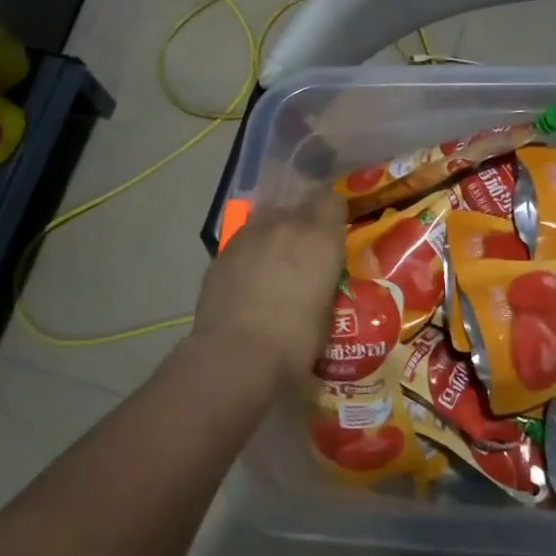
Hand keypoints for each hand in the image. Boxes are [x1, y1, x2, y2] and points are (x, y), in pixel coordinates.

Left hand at [192, 191, 345, 383]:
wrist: (236, 355)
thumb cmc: (295, 341)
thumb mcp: (327, 311)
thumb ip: (324, 282)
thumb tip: (318, 283)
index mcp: (319, 238)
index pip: (331, 200)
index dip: (332, 215)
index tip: (333, 234)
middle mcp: (285, 225)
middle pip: (297, 208)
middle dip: (302, 226)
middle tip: (304, 256)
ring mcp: (249, 235)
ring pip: (267, 222)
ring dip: (274, 237)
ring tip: (273, 269)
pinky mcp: (222, 252)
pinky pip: (244, 243)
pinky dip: (249, 255)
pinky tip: (247, 283)